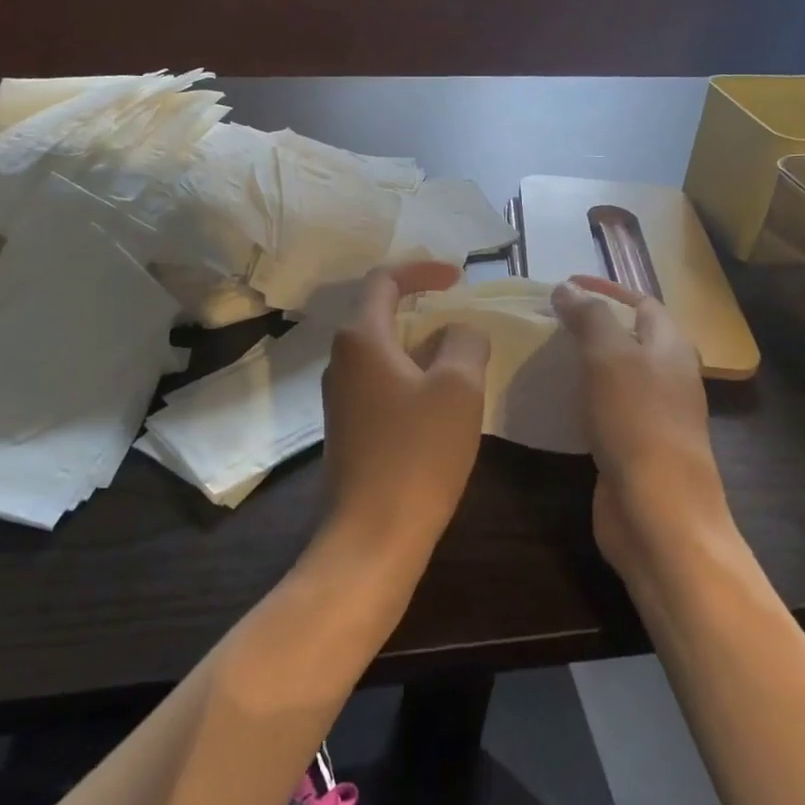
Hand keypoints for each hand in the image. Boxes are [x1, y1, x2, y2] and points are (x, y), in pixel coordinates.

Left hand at [320, 262, 490, 559]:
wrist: (373, 534)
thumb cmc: (417, 453)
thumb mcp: (458, 388)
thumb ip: (464, 343)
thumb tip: (459, 332)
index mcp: (360, 338)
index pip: (384, 280)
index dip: (422, 269)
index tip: (459, 277)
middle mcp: (341, 360)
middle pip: (381, 314)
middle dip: (425, 309)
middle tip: (464, 318)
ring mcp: (340, 397)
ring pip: (384, 352)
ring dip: (421, 346)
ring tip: (461, 360)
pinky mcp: (348, 428)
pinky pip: (382, 383)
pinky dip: (412, 377)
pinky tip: (440, 402)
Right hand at [552, 276, 737, 585]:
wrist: (658, 511)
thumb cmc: (637, 422)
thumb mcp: (610, 356)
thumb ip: (589, 317)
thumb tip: (567, 288)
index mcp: (670, 347)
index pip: (640, 302)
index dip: (605, 288)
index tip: (563, 286)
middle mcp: (666, 375)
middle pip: (628, 337)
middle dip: (590, 323)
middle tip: (544, 320)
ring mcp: (651, 413)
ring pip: (614, 373)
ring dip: (581, 360)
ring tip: (540, 353)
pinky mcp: (632, 445)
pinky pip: (603, 407)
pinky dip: (579, 396)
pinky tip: (552, 400)